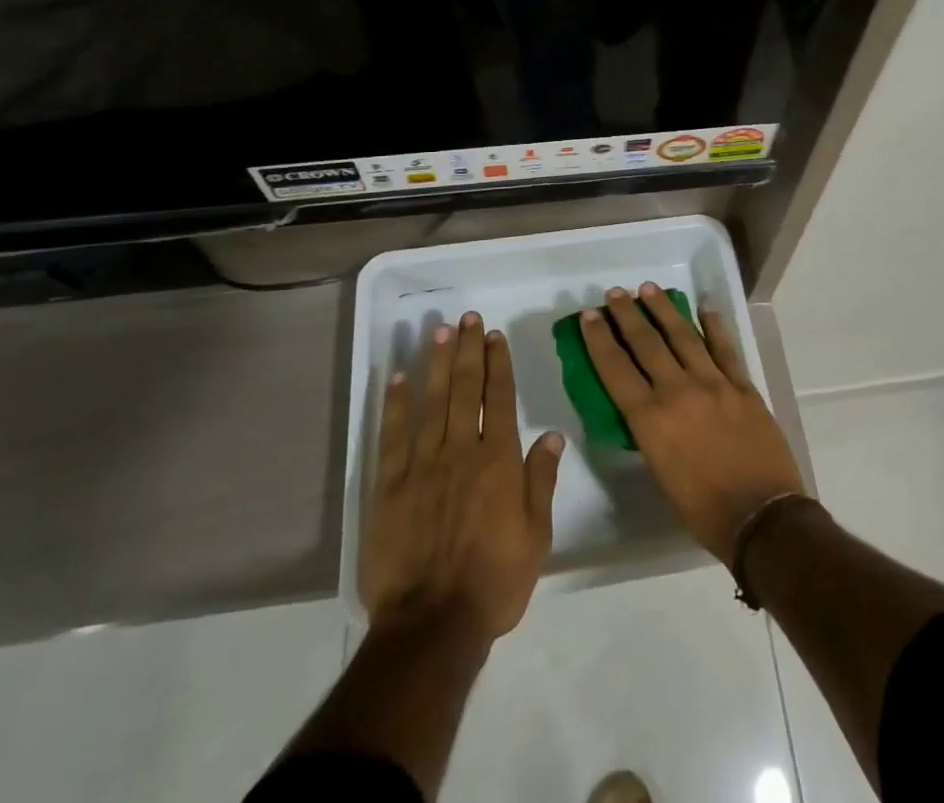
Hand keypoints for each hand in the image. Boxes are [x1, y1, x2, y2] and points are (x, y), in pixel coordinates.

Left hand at [361, 311, 564, 640]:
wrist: (432, 626)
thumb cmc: (493, 583)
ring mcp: (423, 465)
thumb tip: (553, 434)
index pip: (500, 398)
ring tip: (439, 331)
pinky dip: (396, 404)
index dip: (497, 363)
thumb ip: (541, 480)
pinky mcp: (390, 485)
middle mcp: (461, 451)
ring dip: (437, 363)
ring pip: (432, 402)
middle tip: (467, 317)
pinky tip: (398, 378)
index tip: (494, 335)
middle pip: (466, 389)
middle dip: (468, 350)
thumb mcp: (536, 536)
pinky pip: (393, 435)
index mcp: (499, 461)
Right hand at [580, 283, 804, 560]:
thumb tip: (646, 408)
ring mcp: (714, 383)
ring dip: (664, 310)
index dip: (600, 339)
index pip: (616, 369)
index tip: (589, 315)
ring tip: (649, 289)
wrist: (762, 518)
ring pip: (684, 336)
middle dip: (627, 315)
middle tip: (616, 293)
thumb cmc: (703, 510)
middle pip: (647, 343)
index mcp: (651, 419)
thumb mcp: (660, 474)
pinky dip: (715, 327)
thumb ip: (650, 433)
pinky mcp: (743, 386)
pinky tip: (706, 309)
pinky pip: (725, 348)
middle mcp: (678, 391)